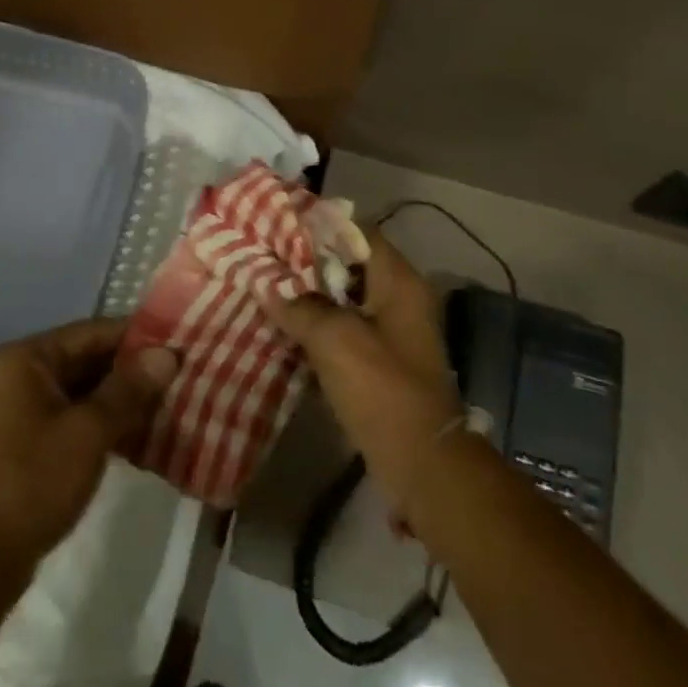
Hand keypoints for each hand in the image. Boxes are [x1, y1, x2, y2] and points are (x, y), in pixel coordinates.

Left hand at [0, 318, 178, 573]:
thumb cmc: (35, 481)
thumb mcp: (90, 431)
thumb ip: (130, 388)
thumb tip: (168, 353)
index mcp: (27, 358)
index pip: (92, 332)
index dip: (137, 338)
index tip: (178, 345)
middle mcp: (18, 372)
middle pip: (86, 358)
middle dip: (131, 369)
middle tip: (179, 375)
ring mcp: (19, 406)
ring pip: (81, 388)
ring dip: (120, 396)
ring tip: (167, 401)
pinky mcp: (24, 438)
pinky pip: (71, 413)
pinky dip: (101, 418)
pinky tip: (138, 431)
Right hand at [263, 231, 461, 508]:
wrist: (421, 462)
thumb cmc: (382, 389)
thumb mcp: (334, 340)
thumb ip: (299, 306)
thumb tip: (268, 286)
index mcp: (398, 280)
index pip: (357, 232)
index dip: (319, 225)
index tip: (279, 224)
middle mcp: (399, 296)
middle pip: (349, 263)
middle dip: (307, 261)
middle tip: (266, 256)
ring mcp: (393, 330)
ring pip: (344, 297)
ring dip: (310, 295)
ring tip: (268, 287)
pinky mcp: (382, 359)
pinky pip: (346, 327)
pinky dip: (319, 324)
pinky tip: (286, 327)